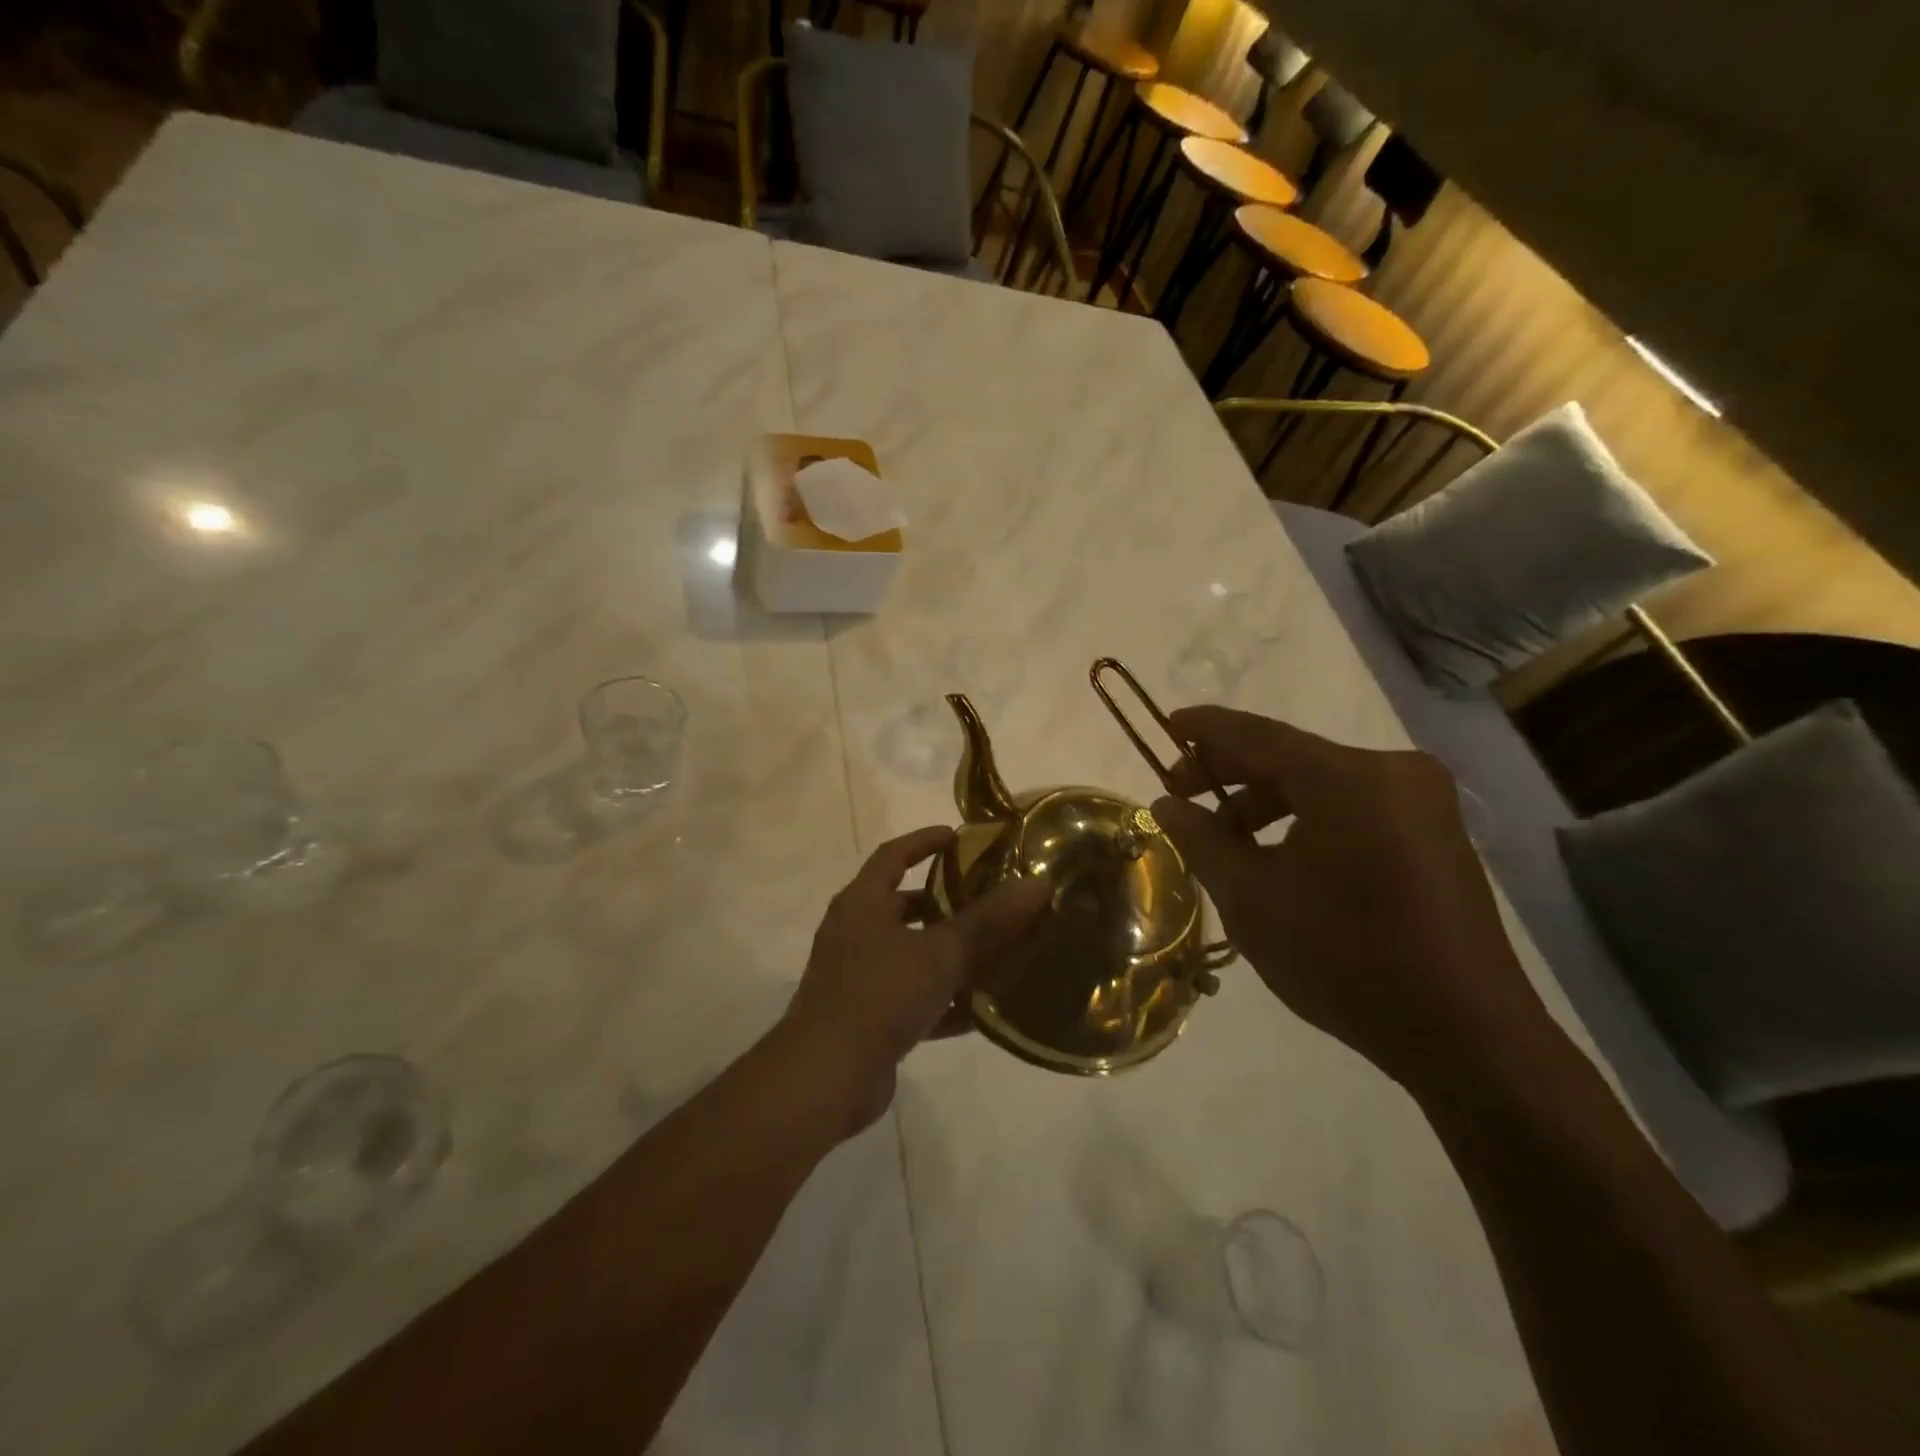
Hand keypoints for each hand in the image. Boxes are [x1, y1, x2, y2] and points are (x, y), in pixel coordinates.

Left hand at [781, 826, 1050, 1135]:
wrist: (824, 1078)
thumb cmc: (879, 996)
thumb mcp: (940, 953)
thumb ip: (989, 921)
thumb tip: (1037, 884)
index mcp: (862, 903)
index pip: (893, 855)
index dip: (924, 841)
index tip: (958, 837)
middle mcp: (855, 933)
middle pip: (903, 906)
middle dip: (945, 903)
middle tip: (988, 899)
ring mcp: (858, 977)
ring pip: (912, 954)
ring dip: (949, 954)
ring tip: (996, 952)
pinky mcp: (866, 1018)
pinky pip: (912, 997)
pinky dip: (942, 1000)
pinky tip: (982, 1011)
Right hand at [1151, 706, 1553, 1097]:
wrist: (1465, 1035)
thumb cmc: (1344, 959)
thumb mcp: (1251, 898)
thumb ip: (1201, 839)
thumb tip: (1166, 805)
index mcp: (1347, 778)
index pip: (1257, 735)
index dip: (1205, 730)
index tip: (1167, 726)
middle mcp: (1391, 771)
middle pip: (1291, 756)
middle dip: (1230, 772)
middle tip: (1179, 793)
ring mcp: (1421, 801)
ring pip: (1321, 782)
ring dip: (1265, 801)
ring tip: (1222, 836)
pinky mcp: (1434, 832)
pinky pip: (1352, 806)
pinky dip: (1305, 817)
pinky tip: (1274, 853)